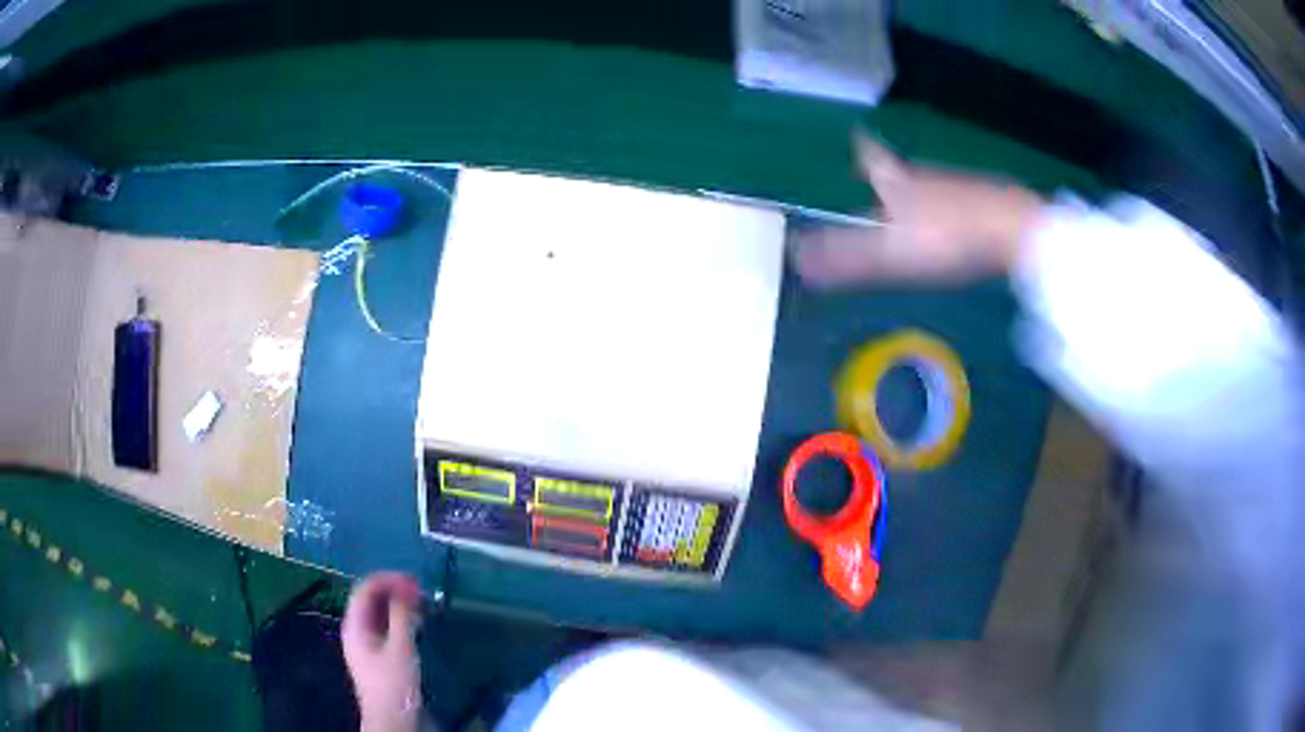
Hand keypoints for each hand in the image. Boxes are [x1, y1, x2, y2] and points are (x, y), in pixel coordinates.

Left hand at [342, 572, 424, 731]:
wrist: (391, 720)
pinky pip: (384, 627)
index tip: (414, 581)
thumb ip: (402, 617)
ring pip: (377, 613)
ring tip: (421, 604)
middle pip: (369, 599)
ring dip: (397, 605)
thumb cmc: (394, 684)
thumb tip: (407, 588)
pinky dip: (398, 619)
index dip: (388, 580)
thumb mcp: (401, 649)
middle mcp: (356, 629)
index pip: (365, 589)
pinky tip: (415, 624)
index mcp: (355, 625)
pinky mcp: (376, 655)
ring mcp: (365, 643)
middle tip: (420, 590)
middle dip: (393, 590)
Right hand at [793, 133, 1046, 285]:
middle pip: (901, 173)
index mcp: (899, 183)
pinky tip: (954, 230)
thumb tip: (797, 260)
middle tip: (879, 190)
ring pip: (930, 187)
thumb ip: (846, 257)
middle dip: (888, 178)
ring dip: (918, 196)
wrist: (1014, 229)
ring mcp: (959, 186)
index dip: (861, 148)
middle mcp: (926, 177)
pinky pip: (956, 201)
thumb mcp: (891, 254)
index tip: (854, 137)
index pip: (873, 157)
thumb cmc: (948, 237)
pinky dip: (947, 210)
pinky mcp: (986, 200)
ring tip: (913, 217)